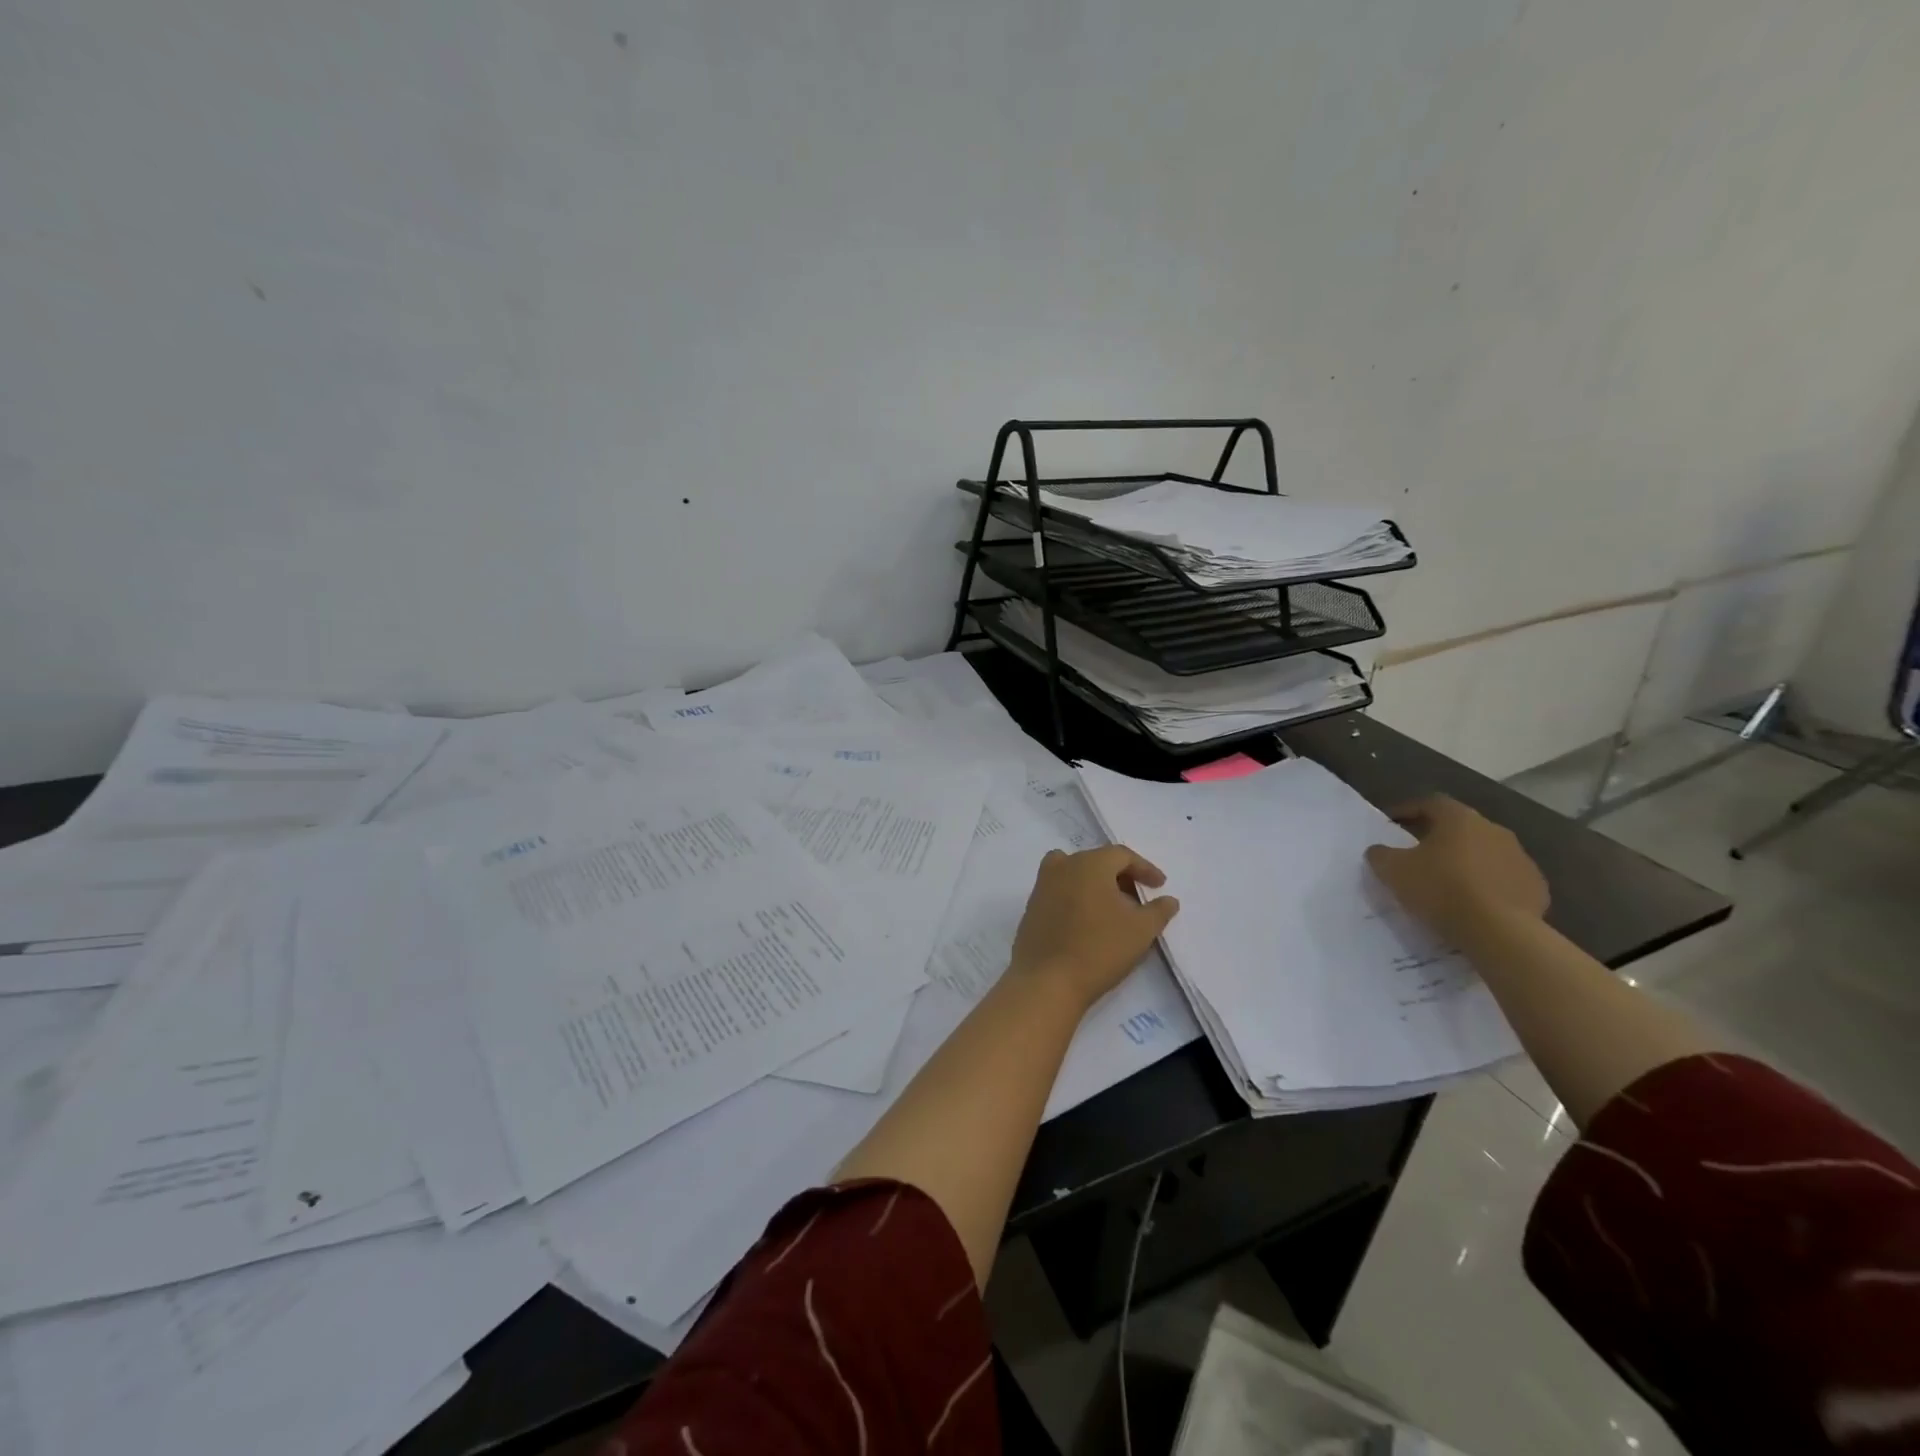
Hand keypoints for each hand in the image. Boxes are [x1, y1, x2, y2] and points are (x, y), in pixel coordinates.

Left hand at [1008, 846, 1179, 1009]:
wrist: (1047, 981)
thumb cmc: (1099, 949)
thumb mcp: (1141, 931)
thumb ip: (1159, 911)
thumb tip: (1168, 899)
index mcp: (1089, 863)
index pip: (1122, 855)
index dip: (1144, 868)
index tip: (1159, 885)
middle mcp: (1062, 866)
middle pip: (1096, 861)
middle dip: (1120, 876)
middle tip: (1138, 898)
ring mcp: (1042, 886)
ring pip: (1074, 873)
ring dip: (1096, 885)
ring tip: (1112, 908)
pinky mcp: (1031, 907)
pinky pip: (1059, 891)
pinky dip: (1077, 897)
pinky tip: (1087, 922)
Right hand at [1364, 795, 1547, 944]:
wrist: (1500, 931)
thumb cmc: (1441, 889)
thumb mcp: (1393, 870)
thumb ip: (1381, 854)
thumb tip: (1379, 850)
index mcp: (1459, 818)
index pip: (1430, 803)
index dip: (1408, 810)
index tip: (1392, 823)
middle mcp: (1494, 829)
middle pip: (1460, 826)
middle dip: (1438, 836)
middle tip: (1418, 852)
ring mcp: (1520, 857)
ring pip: (1485, 852)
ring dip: (1466, 860)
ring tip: (1448, 881)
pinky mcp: (1536, 886)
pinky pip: (1505, 878)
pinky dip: (1489, 884)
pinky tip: (1476, 902)